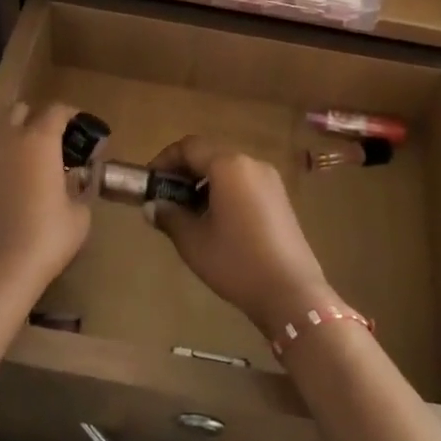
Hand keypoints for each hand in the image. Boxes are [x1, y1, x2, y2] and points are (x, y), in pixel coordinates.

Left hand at [0, 101, 90, 315]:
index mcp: (39, 140)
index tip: (85, 133)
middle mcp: (7, 141)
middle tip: (55, 146)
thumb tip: (76, 184)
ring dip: (16, 144)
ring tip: (32, 172)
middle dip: (38, 121)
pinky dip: (0, 169)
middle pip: (21, 112)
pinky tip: (9, 195)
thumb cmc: (42, 239)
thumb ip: (79, 191)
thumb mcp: (78, 217)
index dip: (73, 117)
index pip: (57, 110)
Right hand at [143, 135, 328, 334]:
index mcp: (229, 166)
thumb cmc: (236, 261)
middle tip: (165, 199)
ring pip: (228, 170)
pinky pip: (244, 184)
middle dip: (184, 173)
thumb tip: (152, 207)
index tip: (149, 182)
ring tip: (188, 214)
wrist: (291, 293)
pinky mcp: (280, 199)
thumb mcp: (193, 241)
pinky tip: (216, 223)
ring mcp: (270, 180)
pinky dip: (225, 193)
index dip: (165, 160)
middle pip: (210, 155)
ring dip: (204, 184)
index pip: (189, 147)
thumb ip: (169, 217)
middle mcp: (251, 164)